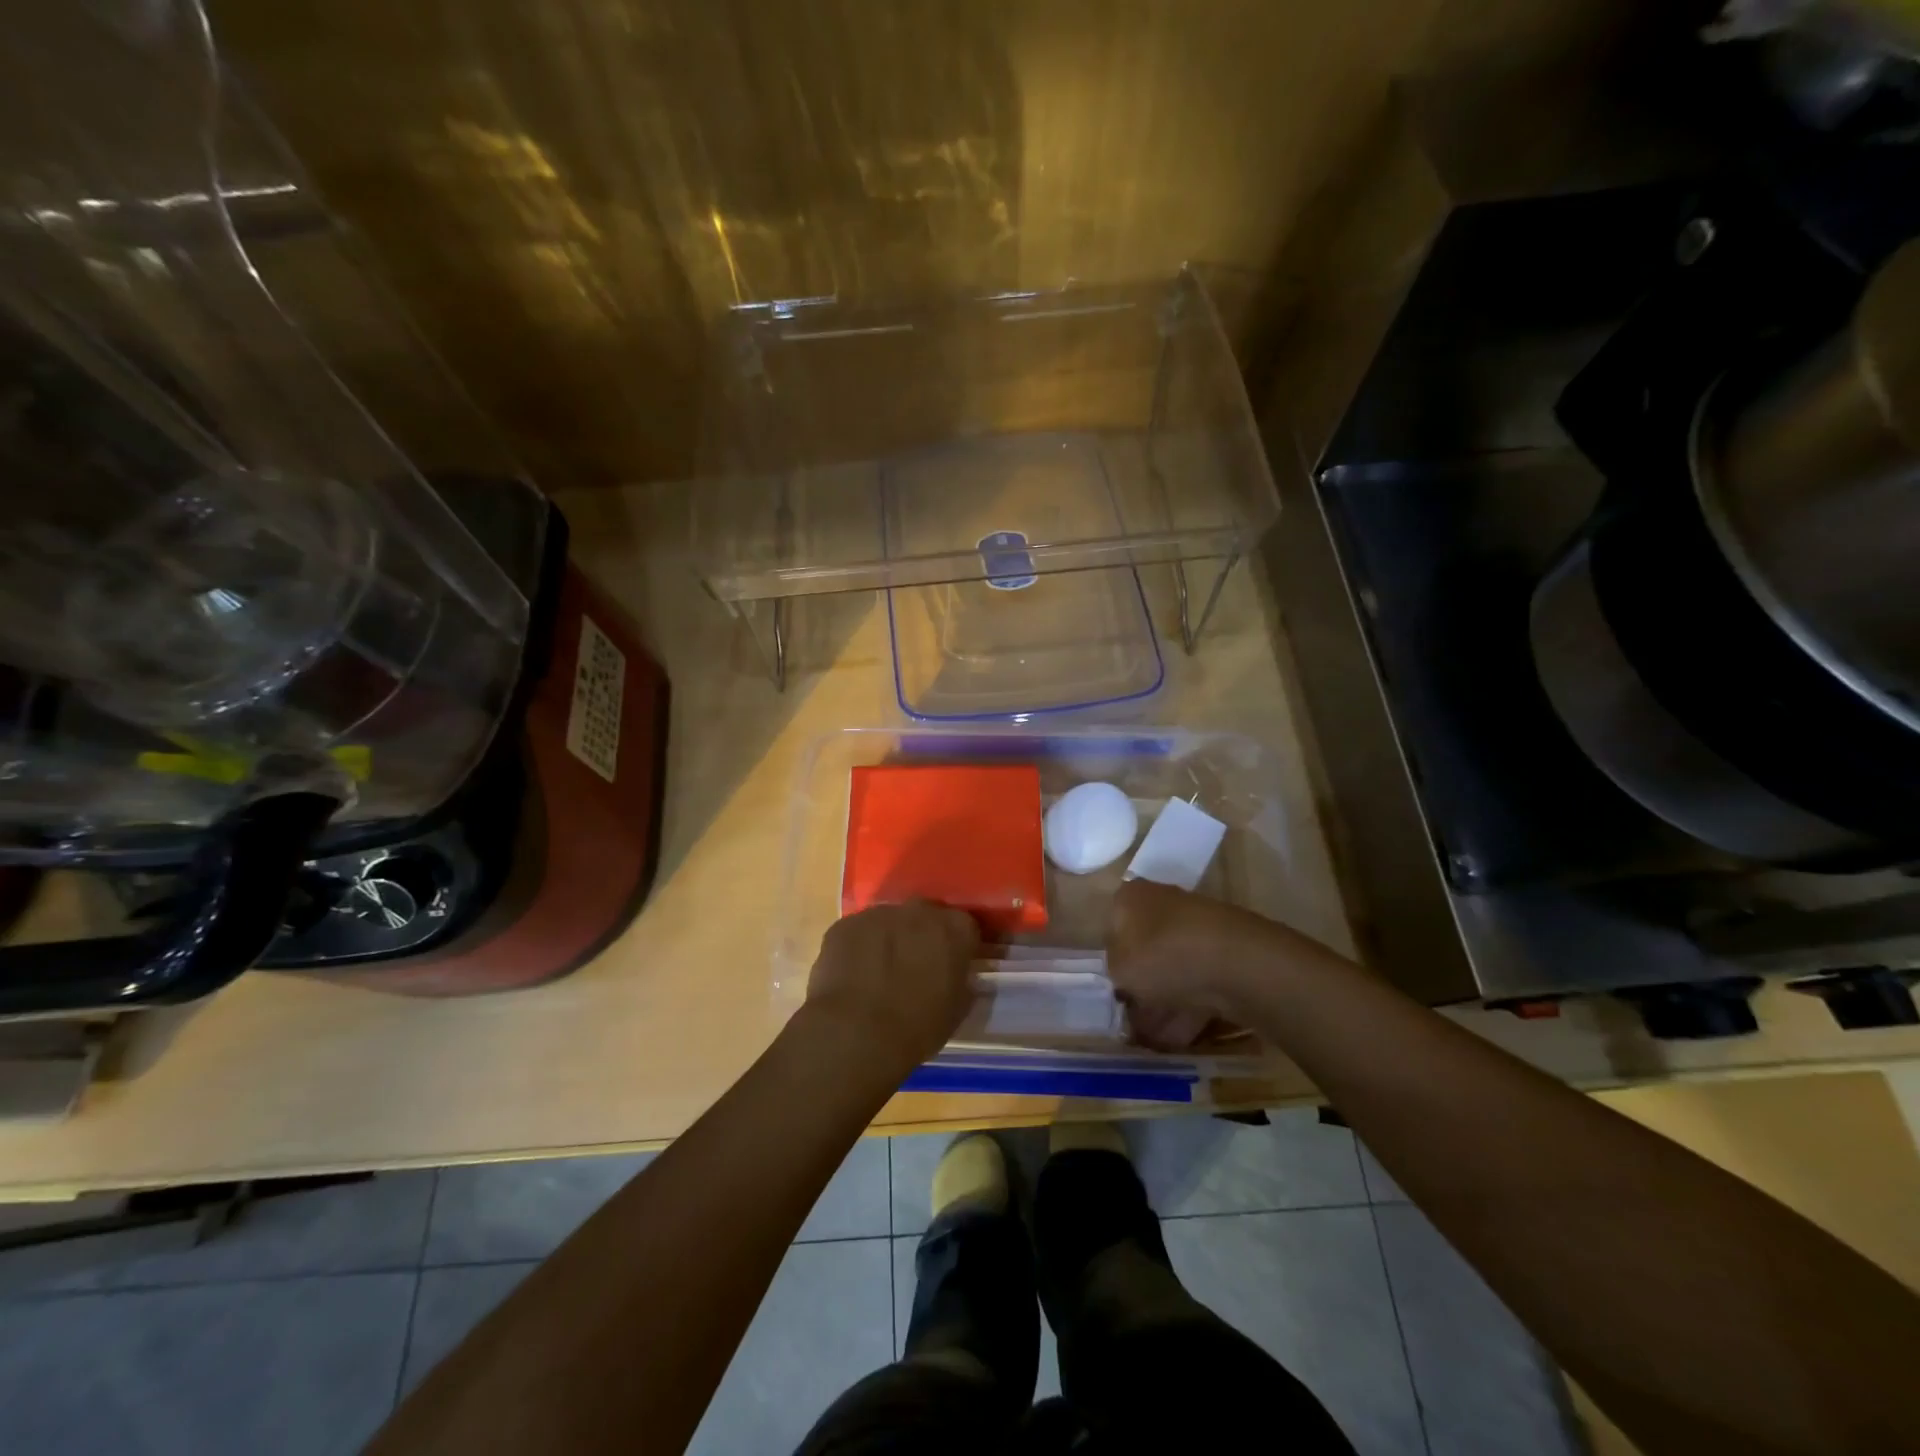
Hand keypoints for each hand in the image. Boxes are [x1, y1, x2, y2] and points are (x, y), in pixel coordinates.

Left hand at [803, 901, 980, 1071]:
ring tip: (879, 974)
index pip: (965, 927)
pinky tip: (853, 977)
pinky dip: (859, 948)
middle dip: (922, 935)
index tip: (952, 966)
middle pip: (925, 916)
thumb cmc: (917, 1028)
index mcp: (954, 929)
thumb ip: (961, 980)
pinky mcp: (844, 925)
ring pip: (888, 922)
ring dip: (889, 940)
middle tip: (915, 966)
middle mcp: (918, 910)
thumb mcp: (957, 1009)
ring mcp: (878, 914)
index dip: (959, 947)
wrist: (856, 1033)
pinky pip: (858, 932)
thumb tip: (956, 974)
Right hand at [1106, 881, 1266, 1048]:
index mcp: (1131, 897)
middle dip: (1140, 984)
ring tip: (1154, 1037)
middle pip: (1145, 947)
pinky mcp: (1226, 951)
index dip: (1112, 960)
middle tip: (1133, 1017)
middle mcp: (1163, 903)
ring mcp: (1198, 927)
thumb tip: (1123, 977)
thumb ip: (1114, 973)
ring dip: (1164, 1000)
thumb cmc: (1161, 955)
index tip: (1114, 988)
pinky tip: (1180, 1037)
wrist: (1235, 963)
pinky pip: (1199, 982)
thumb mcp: (1118, 969)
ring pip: (1173, 966)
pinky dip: (1189, 1008)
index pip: (1112, 926)